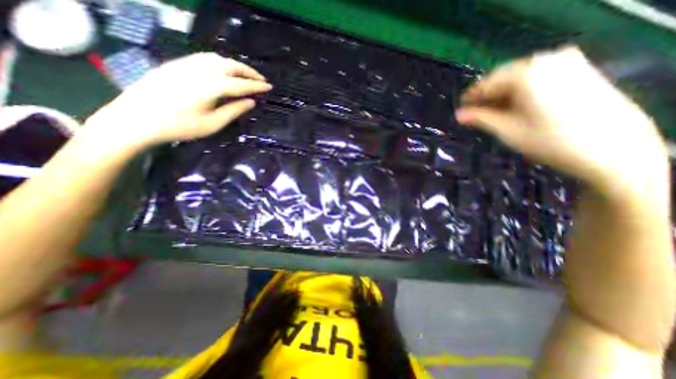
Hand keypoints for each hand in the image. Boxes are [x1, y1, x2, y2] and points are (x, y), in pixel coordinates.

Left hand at [82, 52, 271, 152]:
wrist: (136, 119)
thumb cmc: (179, 127)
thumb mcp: (212, 124)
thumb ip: (233, 110)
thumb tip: (250, 102)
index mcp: (210, 87)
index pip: (240, 84)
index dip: (256, 85)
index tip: (269, 87)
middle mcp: (199, 71)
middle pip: (229, 65)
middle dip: (248, 71)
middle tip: (261, 80)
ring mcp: (185, 65)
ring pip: (217, 59)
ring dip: (235, 65)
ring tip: (246, 75)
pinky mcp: (176, 65)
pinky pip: (204, 58)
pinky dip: (220, 63)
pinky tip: (224, 71)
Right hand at [456, 46, 666, 199]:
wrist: (614, 149)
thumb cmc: (550, 141)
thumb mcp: (507, 130)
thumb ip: (481, 118)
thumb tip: (458, 115)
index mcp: (526, 73)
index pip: (487, 83)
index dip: (471, 98)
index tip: (460, 110)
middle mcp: (546, 59)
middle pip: (504, 77)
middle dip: (487, 96)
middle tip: (474, 113)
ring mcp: (567, 61)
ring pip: (520, 77)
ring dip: (503, 94)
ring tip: (493, 112)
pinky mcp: (579, 69)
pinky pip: (538, 76)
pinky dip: (522, 90)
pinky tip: (516, 106)